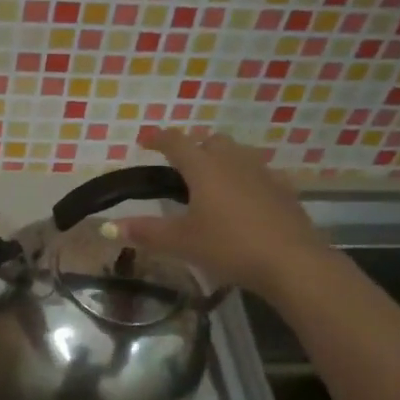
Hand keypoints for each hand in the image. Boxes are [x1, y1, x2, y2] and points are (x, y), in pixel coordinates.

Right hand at [113, 129, 325, 293]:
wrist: (291, 261)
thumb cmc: (229, 246)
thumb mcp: (181, 242)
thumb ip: (145, 232)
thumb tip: (108, 227)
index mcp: (204, 168)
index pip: (176, 142)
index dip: (158, 138)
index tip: (144, 140)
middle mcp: (234, 161)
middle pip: (211, 141)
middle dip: (194, 147)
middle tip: (180, 166)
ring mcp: (263, 173)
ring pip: (238, 154)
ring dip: (221, 159)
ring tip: (211, 181)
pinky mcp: (284, 190)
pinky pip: (260, 174)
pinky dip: (245, 179)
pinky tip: (244, 200)